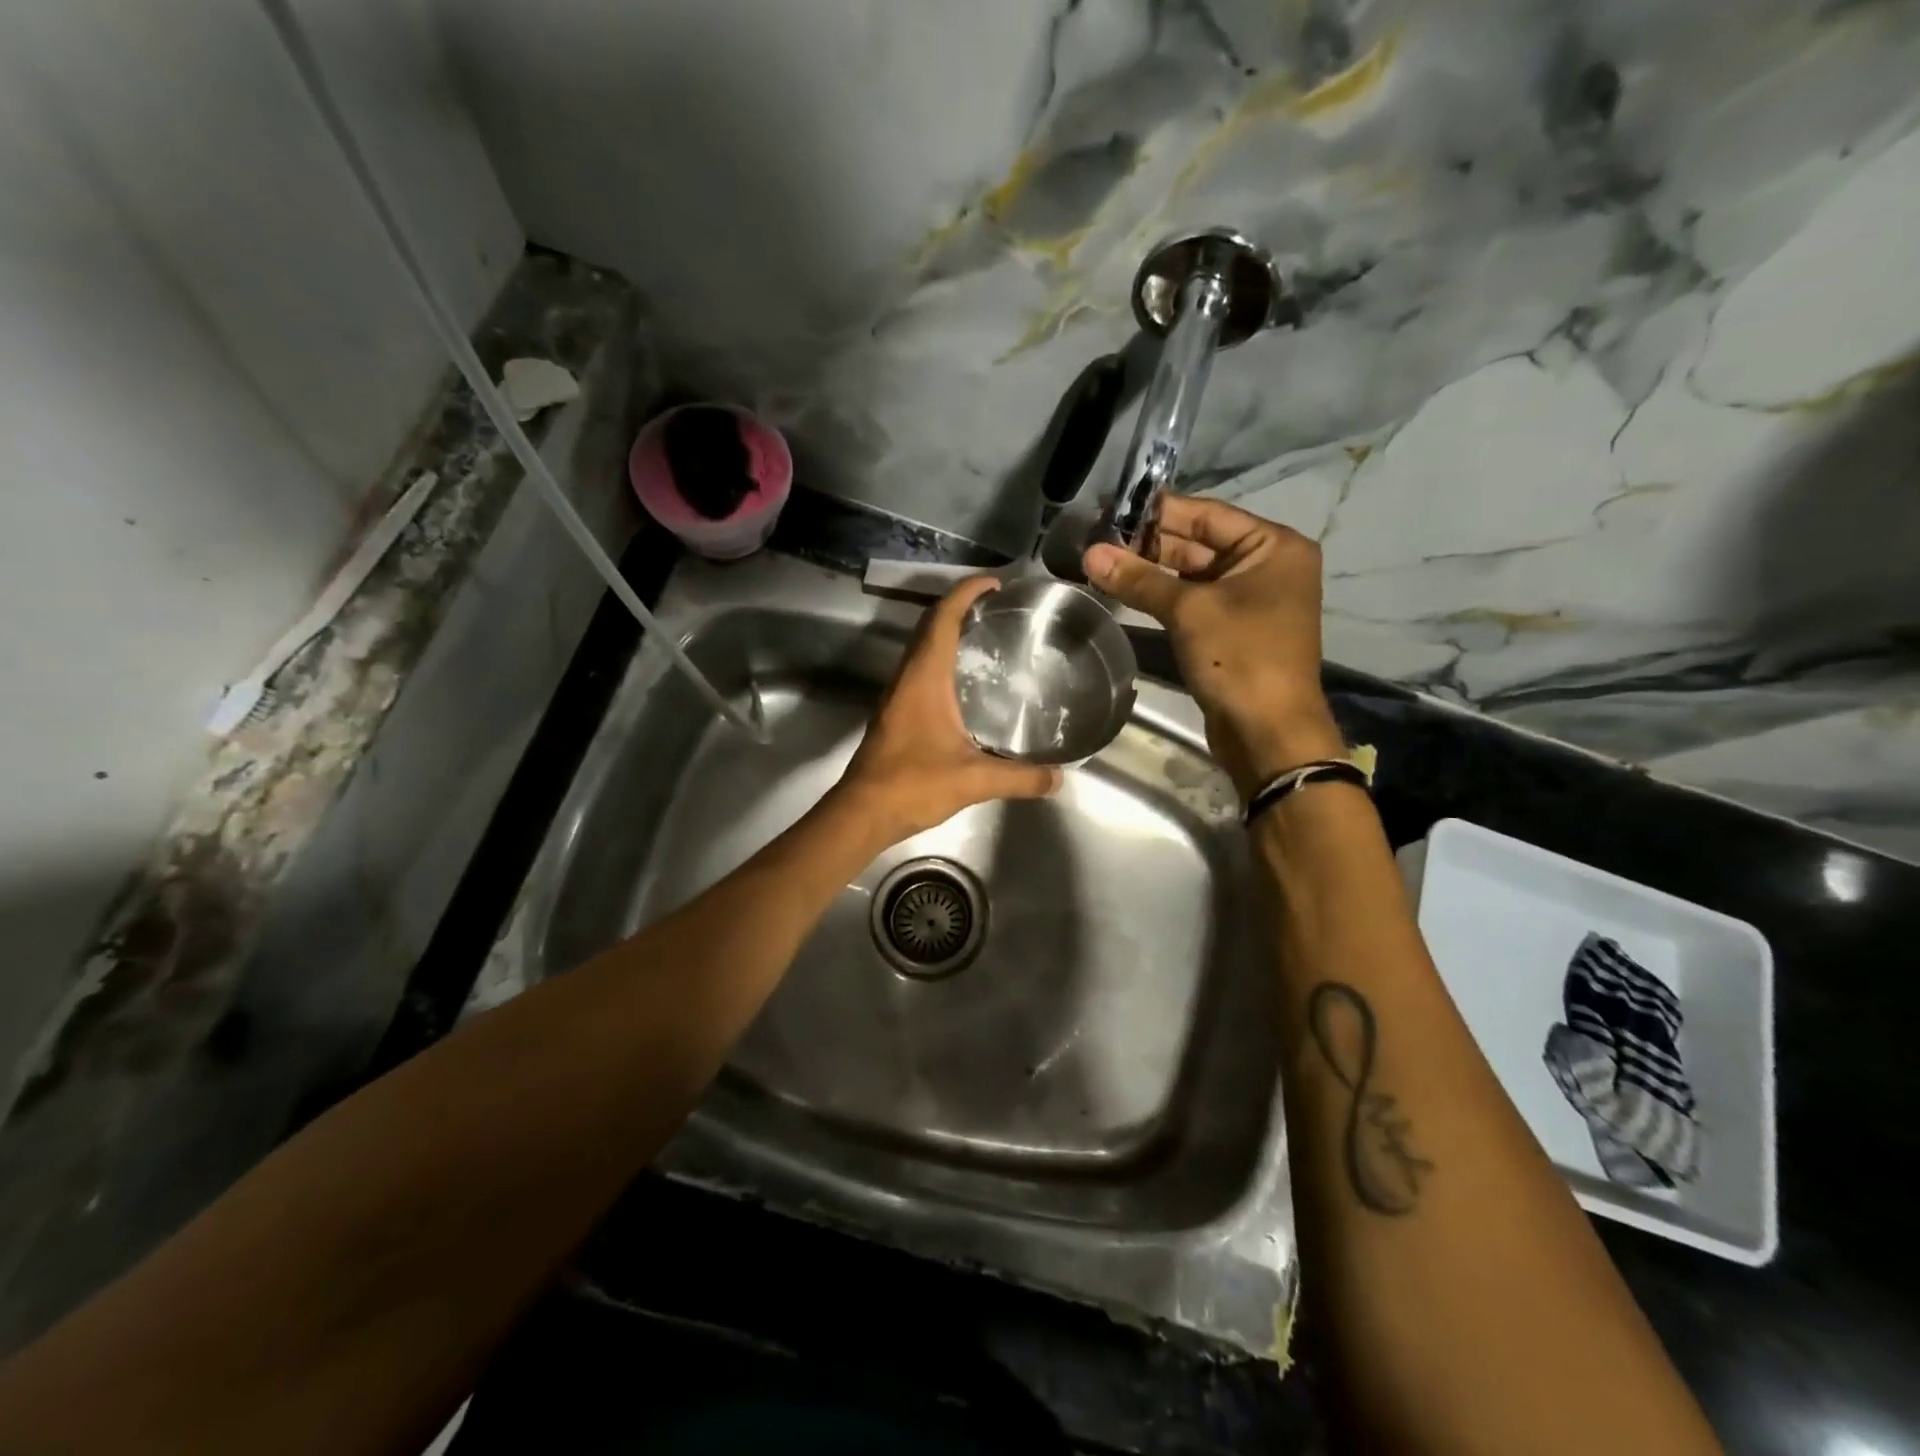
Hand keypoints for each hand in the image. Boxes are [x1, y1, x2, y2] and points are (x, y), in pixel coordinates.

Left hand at [832, 577, 1060, 845]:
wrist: (862, 812)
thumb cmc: (913, 785)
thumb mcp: (973, 780)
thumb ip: (1020, 778)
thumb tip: (1059, 778)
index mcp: (924, 678)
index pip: (942, 618)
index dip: (965, 593)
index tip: (994, 583)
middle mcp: (907, 677)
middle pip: (930, 626)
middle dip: (960, 607)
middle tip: (998, 608)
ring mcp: (897, 695)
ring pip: (922, 648)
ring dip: (949, 633)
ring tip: (987, 637)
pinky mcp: (895, 713)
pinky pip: (920, 670)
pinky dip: (942, 659)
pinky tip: (966, 683)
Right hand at [1083, 497, 1343, 796]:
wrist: (1268, 733)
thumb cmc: (1241, 659)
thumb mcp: (1189, 612)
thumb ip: (1139, 579)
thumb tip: (1089, 553)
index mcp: (1274, 546)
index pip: (1207, 515)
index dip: (1158, 512)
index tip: (1112, 508)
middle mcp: (1267, 566)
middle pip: (1199, 543)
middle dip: (1150, 544)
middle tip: (1098, 540)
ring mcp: (1250, 600)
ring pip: (1193, 574)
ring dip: (1151, 572)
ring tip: (1102, 563)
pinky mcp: (1232, 630)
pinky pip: (1193, 601)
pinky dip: (1162, 597)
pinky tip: (1125, 591)